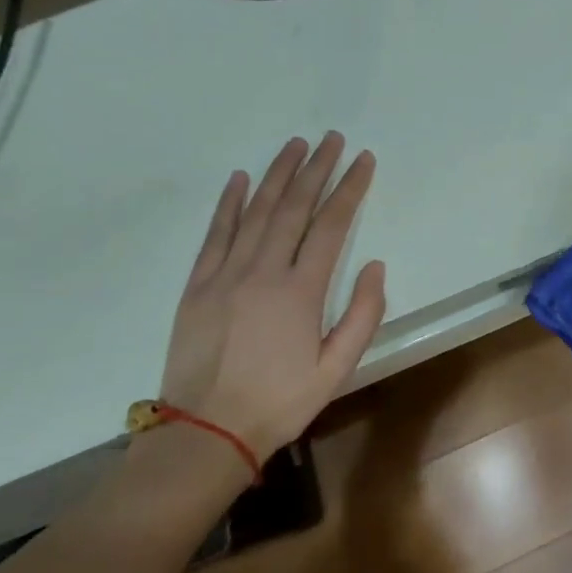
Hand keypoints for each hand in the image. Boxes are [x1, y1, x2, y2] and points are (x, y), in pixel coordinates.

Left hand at [159, 132, 386, 458]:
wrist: (205, 433)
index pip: (332, 225)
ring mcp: (225, 275)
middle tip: (331, 139)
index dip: (349, 188)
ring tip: (295, 145)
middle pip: (294, 208)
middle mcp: (263, 271)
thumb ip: (362, 315)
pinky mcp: (197, 285)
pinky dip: (229, 203)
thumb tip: (374, 265)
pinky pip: (216, 234)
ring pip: (255, 212)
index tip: (363, 160)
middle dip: (316, 169)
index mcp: (301, 291)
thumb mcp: (336, 369)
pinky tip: (241, 179)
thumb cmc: (279, 402)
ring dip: (277, 174)